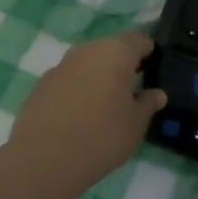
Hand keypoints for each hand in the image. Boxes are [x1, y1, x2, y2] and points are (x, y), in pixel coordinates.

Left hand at [4, 31, 166, 198]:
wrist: (43, 159)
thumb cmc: (101, 136)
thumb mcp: (136, 125)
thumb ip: (148, 104)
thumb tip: (156, 93)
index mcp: (116, 52)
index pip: (139, 39)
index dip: (149, 52)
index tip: (154, 71)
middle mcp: (87, 50)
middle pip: (111, 49)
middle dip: (122, 66)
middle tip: (131, 93)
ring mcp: (60, 66)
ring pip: (87, 64)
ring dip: (98, 78)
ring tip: (105, 108)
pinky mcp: (41, 84)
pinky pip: (68, 80)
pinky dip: (77, 91)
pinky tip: (78, 117)